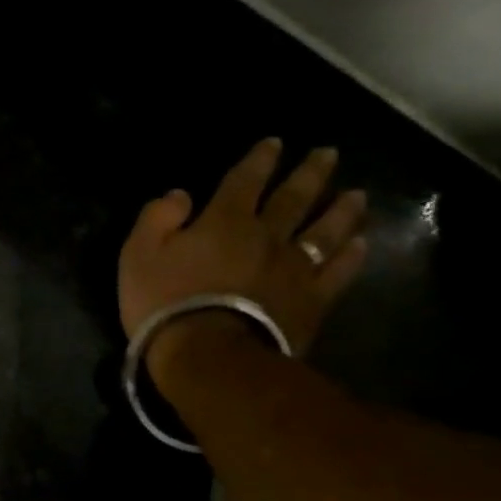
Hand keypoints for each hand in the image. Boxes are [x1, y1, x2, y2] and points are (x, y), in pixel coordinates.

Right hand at [119, 137, 369, 363]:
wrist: (209, 357)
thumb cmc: (165, 302)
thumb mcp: (138, 254)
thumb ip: (157, 218)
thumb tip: (181, 195)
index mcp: (224, 221)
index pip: (245, 180)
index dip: (259, 160)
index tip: (275, 143)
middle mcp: (267, 236)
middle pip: (294, 198)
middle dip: (310, 173)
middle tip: (329, 154)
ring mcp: (295, 269)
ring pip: (326, 230)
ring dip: (342, 210)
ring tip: (357, 195)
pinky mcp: (311, 302)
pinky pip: (338, 272)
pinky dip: (351, 256)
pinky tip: (361, 244)